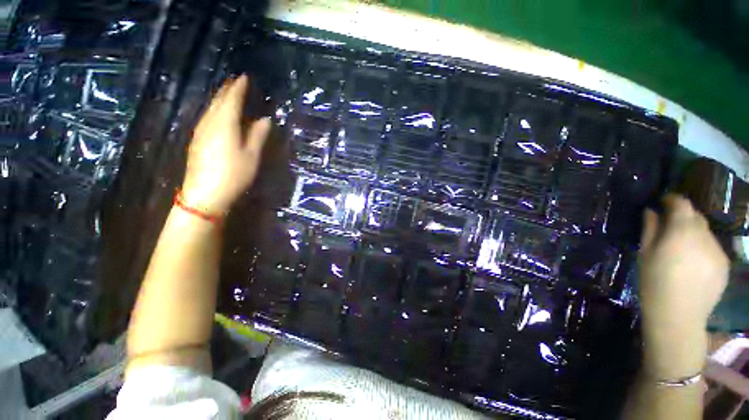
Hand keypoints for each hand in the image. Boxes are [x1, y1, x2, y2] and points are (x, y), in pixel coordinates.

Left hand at [181, 75, 271, 213]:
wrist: (205, 194)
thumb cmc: (233, 174)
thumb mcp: (251, 155)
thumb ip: (258, 135)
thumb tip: (265, 119)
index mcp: (224, 124)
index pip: (232, 100)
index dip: (238, 88)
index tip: (244, 78)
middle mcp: (209, 123)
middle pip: (217, 101)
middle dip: (227, 91)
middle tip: (235, 82)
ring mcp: (200, 132)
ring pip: (210, 109)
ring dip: (219, 99)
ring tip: (228, 94)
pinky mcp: (197, 141)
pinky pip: (207, 118)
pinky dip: (215, 111)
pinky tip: (218, 114)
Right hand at [638, 193, 728, 376]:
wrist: (677, 316)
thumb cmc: (653, 282)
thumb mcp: (645, 253)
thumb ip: (650, 229)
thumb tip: (651, 211)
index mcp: (682, 231)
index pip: (682, 204)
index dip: (672, 199)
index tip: (663, 201)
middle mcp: (704, 236)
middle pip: (696, 216)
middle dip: (683, 217)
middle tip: (670, 227)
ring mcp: (718, 250)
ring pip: (705, 232)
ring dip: (693, 233)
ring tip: (681, 249)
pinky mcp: (724, 264)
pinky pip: (712, 247)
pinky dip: (702, 247)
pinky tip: (693, 263)